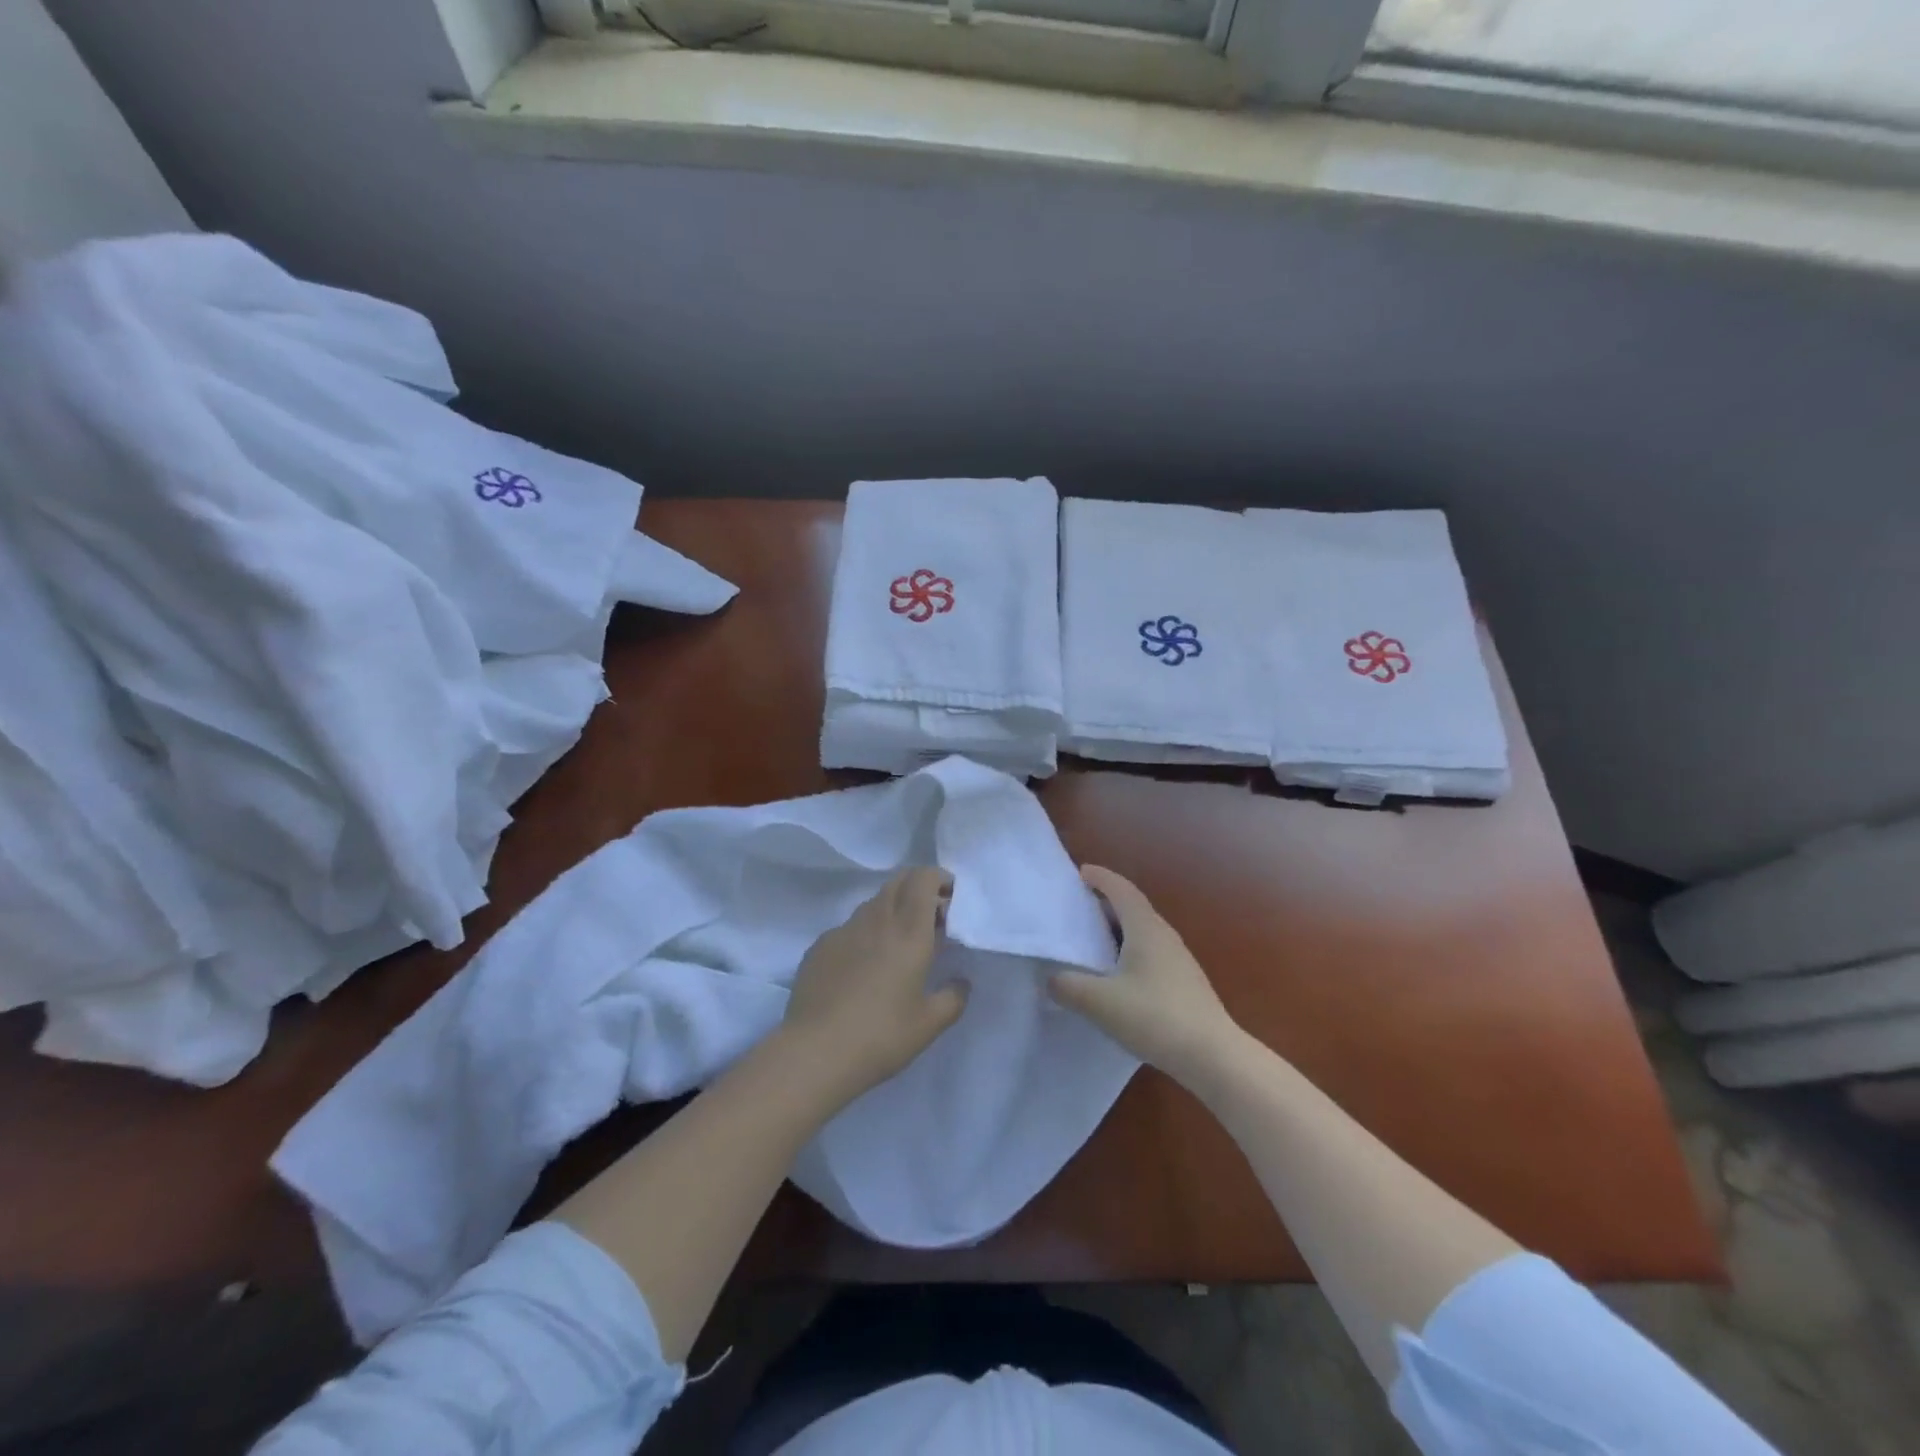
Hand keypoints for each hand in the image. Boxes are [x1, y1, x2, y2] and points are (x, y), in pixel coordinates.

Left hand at [780, 868, 967, 1099]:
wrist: (815, 1053)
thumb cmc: (881, 1036)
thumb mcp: (929, 1024)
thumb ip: (953, 997)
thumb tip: (960, 983)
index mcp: (909, 931)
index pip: (923, 879)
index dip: (938, 878)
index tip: (950, 900)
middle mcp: (876, 920)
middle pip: (898, 881)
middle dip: (918, 888)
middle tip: (931, 919)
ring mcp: (843, 930)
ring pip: (873, 903)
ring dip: (892, 910)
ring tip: (899, 945)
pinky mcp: (819, 946)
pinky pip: (849, 927)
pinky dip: (866, 933)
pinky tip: (863, 967)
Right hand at [1050, 866, 1242, 1084]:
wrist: (1213, 1056)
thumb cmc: (1154, 1017)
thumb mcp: (1099, 1002)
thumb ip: (1068, 986)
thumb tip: (1050, 978)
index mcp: (1145, 928)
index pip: (1121, 889)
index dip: (1100, 877)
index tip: (1080, 872)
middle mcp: (1165, 936)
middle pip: (1133, 908)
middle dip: (1106, 903)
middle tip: (1078, 908)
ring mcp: (1179, 960)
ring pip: (1143, 932)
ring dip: (1118, 930)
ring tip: (1093, 942)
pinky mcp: (1185, 983)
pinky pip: (1151, 953)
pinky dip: (1129, 952)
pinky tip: (1118, 977)